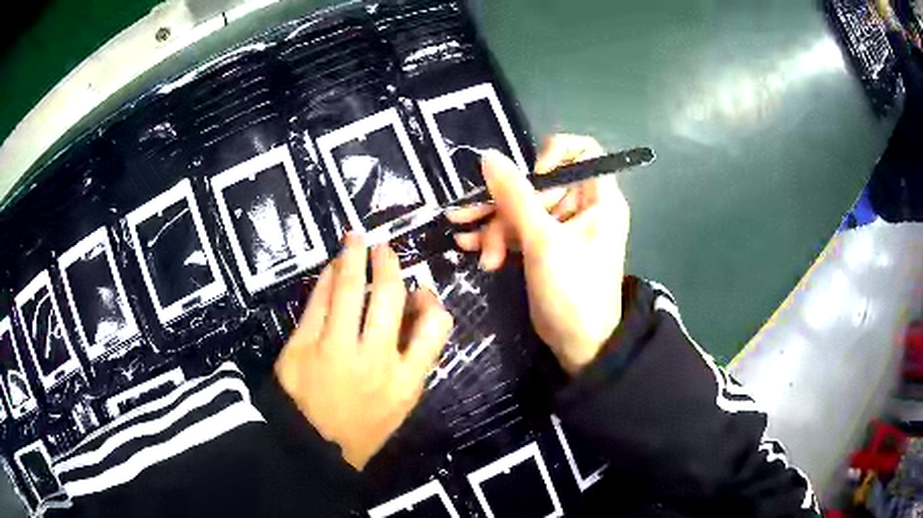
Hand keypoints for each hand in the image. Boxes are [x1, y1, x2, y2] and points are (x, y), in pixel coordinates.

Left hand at [274, 234, 453, 469]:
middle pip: (389, 298)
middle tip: (384, 248)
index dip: (431, 301)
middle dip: (388, 265)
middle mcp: (375, 359)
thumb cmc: (360, 429)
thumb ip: (411, 362)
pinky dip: (326, 279)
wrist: (311, 448)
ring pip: (350, 291)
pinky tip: (330, 267)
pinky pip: (318, 302)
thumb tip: (413, 313)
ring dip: (354, 258)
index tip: (419, 290)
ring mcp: (336, 349)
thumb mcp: (398, 406)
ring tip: (356, 238)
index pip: (435, 327)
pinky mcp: (304, 344)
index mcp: (406, 380)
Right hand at [447, 135, 629, 374]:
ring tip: (466, 242)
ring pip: (522, 207)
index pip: (582, 151)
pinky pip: (518, 229)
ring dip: (493, 225)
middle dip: (505, 205)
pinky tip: (471, 246)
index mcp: (597, 198)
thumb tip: (489, 156)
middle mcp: (581, 206)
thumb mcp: (543, 241)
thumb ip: (515, 196)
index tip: (531, 177)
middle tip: (474, 221)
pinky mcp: (545, 246)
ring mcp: (561, 227)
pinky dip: (496, 237)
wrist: (579, 345)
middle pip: (539, 184)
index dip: (553, 156)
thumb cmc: (572, 291)